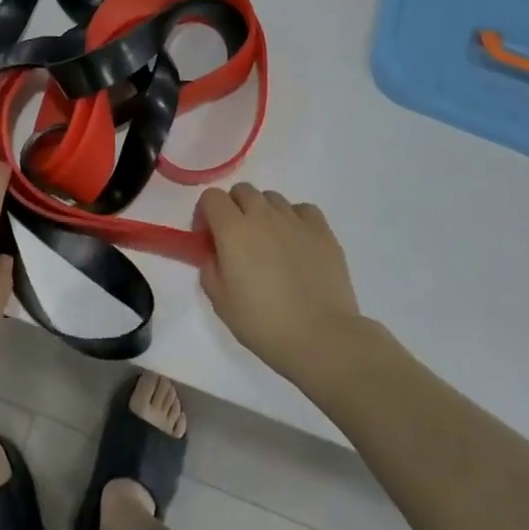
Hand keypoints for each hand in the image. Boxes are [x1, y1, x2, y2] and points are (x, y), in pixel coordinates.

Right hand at [198, 183, 363, 388]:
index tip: (209, 239)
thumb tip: (216, 255)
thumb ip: (210, 269)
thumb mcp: (220, 302)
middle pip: (242, 191)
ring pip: (272, 198)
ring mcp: (295, 220)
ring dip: (264, 213)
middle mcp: (263, 215)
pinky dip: (295, 219)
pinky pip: (303, 210)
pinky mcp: (323, 231)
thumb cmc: (264, 323)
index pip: (211, 197)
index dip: (205, 214)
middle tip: (237, 240)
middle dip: (234, 209)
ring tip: (270, 243)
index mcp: (233, 229)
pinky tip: (297, 242)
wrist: (321, 338)